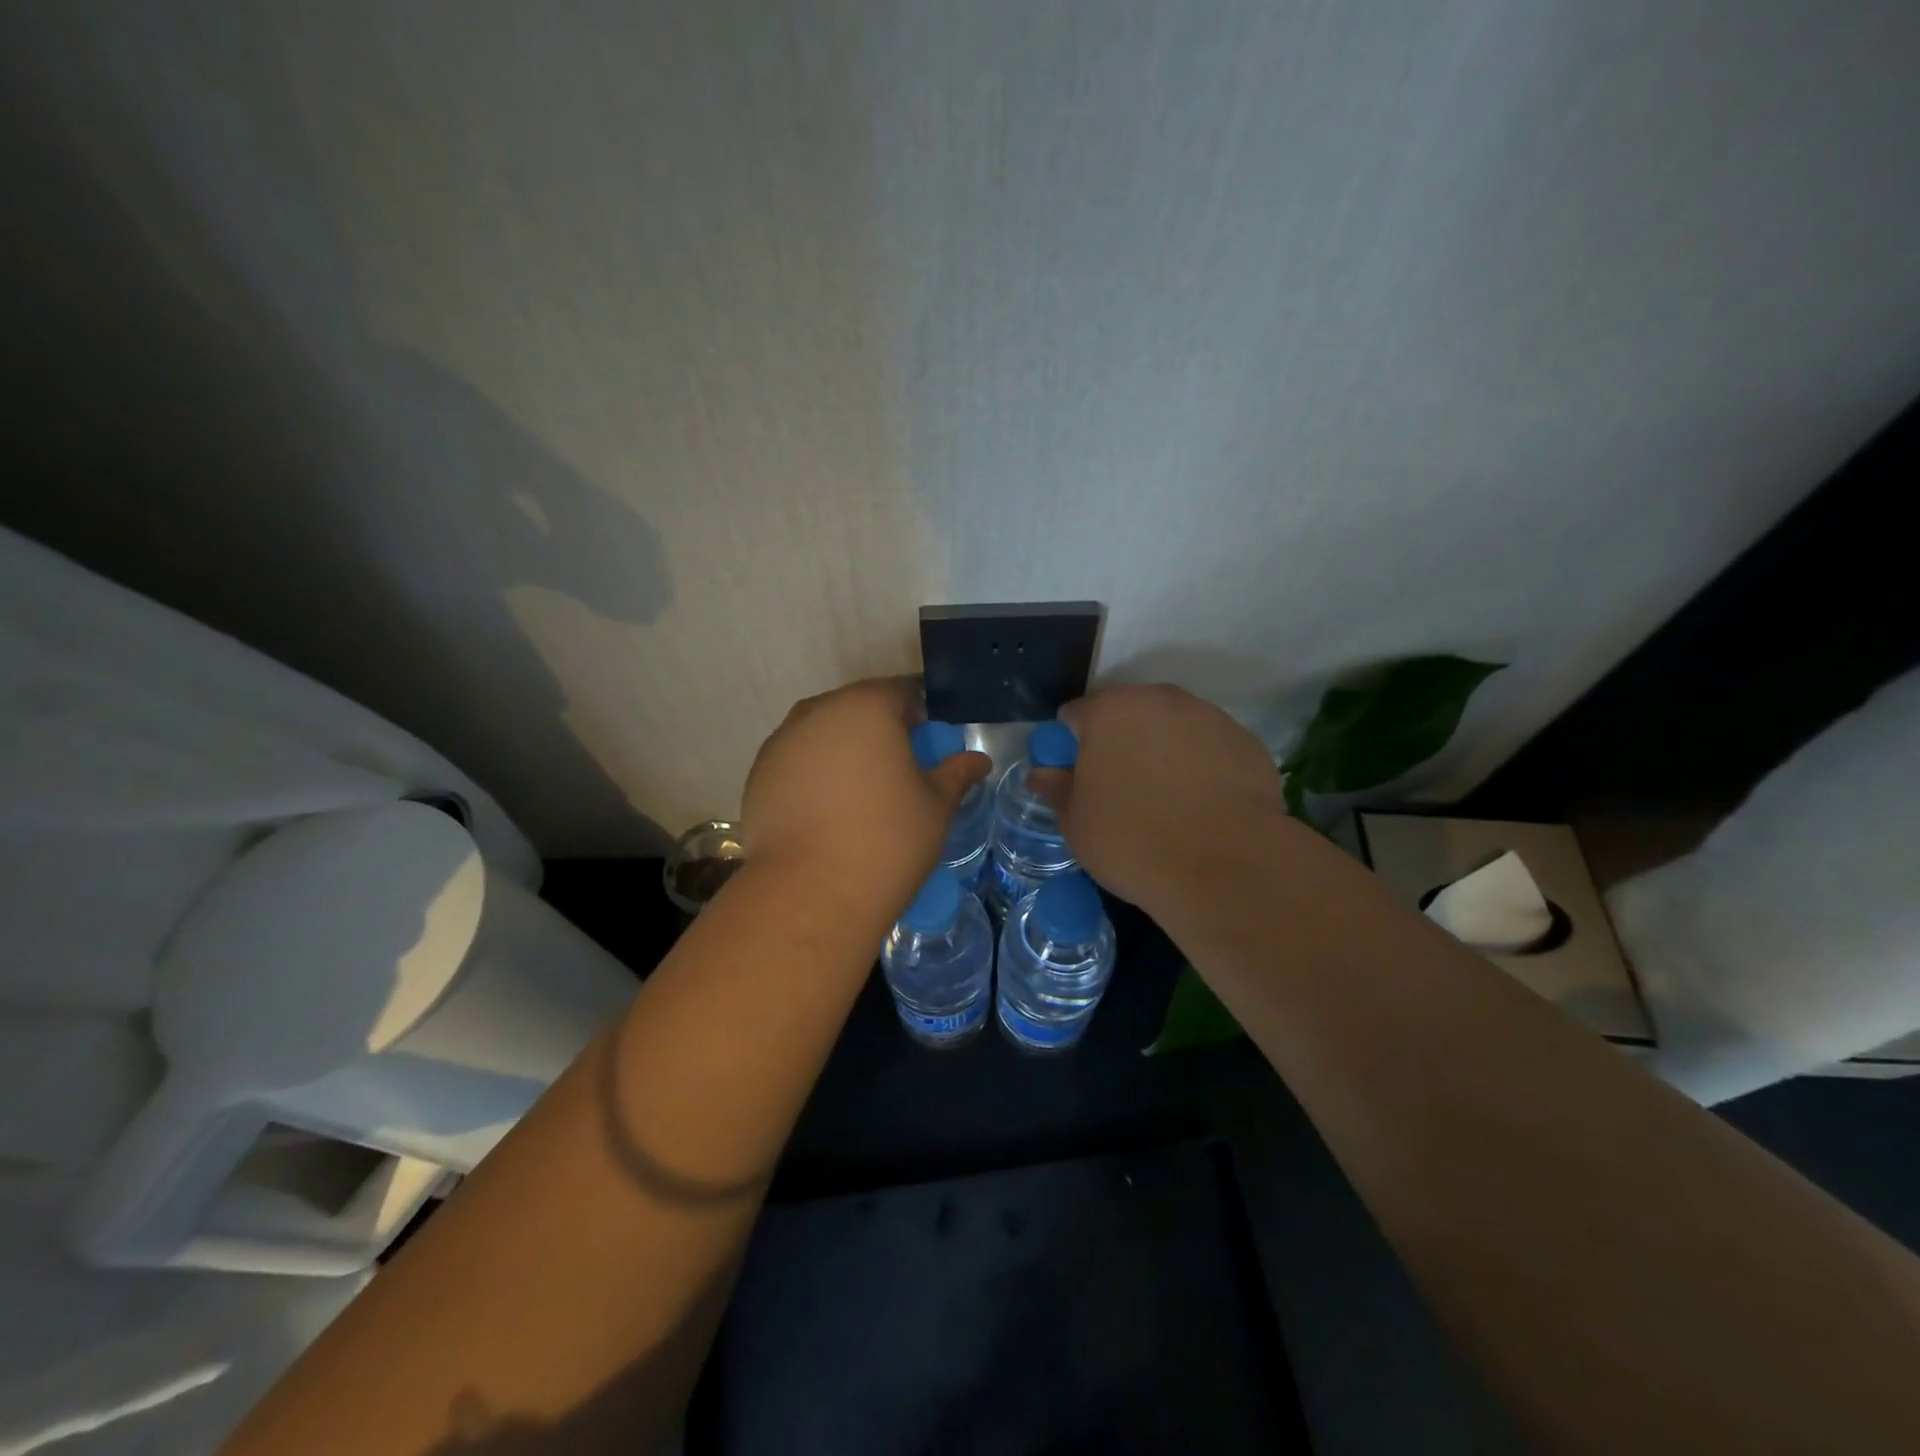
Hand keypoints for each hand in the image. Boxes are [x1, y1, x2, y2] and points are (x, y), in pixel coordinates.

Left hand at [741, 678, 990, 897]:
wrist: (811, 892)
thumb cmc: (887, 840)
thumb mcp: (935, 807)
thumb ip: (956, 774)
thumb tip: (978, 760)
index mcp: (866, 707)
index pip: (899, 693)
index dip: (917, 718)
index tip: (925, 750)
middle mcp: (817, 712)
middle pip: (855, 710)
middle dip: (877, 733)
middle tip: (895, 775)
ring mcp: (781, 743)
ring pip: (821, 735)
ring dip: (841, 754)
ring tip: (857, 798)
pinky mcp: (757, 776)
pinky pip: (795, 763)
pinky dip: (812, 777)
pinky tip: (825, 816)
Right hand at [1031, 685, 1287, 911]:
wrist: (1225, 867)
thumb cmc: (1133, 841)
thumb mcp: (1076, 823)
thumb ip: (1057, 789)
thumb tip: (1042, 773)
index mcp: (1109, 711)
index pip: (1075, 716)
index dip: (1071, 747)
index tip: (1079, 780)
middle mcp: (1159, 700)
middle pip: (1127, 715)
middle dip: (1120, 743)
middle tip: (1121, 791)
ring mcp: (1209, 717)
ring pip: (1172, 728)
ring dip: (1162, 751)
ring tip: (1168, 801)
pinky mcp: (1246, 742)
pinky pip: (1209, 748)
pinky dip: (1201, 767)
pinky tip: (1203, 807)